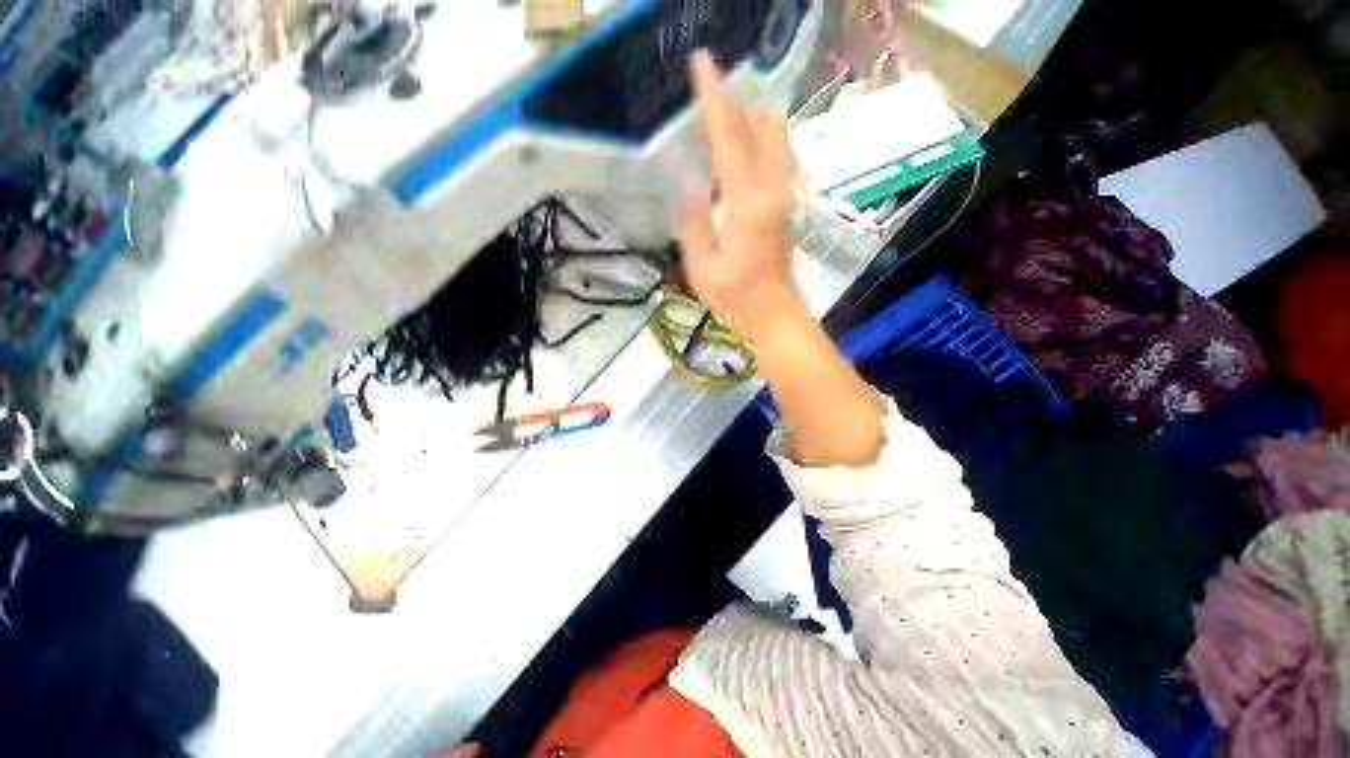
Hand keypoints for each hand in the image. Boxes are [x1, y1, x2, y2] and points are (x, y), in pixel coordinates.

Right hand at [683, 50, 803, 337]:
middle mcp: (770, 190)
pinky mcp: (785, 203)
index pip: (728, 138)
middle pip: (756, 127)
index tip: (702, 63)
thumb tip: (692, 183)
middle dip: (734, 99)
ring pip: (774, 137)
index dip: (713, 99)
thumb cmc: (734, 297)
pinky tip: (749, 137)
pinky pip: (777, 155)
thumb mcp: (702, 268)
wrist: (773, 312)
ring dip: (751, 115)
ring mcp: (783, 195)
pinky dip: (761, 136)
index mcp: (746, 204)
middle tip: (711, 82)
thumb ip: (696, 223)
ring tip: (728, 106)